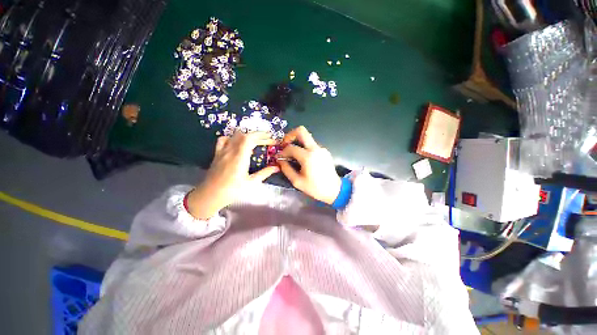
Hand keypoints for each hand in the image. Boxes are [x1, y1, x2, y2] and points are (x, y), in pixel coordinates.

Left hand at [186, 132, 278, 219]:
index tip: (271, 140)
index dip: (262, 136)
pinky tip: (237, 143)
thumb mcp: (251, 183)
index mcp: (239, 157)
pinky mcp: (217, 154)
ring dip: (247, 135)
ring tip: (255, 141)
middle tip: (268, 140)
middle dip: (258, 135)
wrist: (209, 196)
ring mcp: (222, 151)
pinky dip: (232, 138)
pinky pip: (223, 140)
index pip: (250, 138)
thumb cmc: (232, 191)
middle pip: (244, 135)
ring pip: (234, 135)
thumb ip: (265, 173)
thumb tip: (277, 167)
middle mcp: (230, 151)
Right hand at [279, 126, 341, 204]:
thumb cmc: (315, 188)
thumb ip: (286, 168)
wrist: (334, 190)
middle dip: (290, 135)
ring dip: (297, 142)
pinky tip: (303, 158)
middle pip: (301, 131)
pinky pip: (312, 145)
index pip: (291, 147)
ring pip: (307, 137)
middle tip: (285, 145)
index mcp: (308, 157)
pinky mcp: (325, 151)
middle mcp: (315, 149)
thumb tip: (280, 159)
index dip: (282, 151)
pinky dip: (304, 148)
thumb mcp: (297, 181)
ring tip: (293, 154)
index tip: (279, 157)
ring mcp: (321, 149)